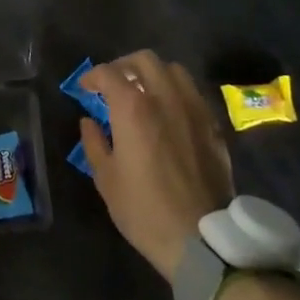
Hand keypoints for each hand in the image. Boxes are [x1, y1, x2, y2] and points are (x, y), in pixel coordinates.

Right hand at [78, 50, 233, 281]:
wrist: (201, 239)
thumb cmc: (144, 210)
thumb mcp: (106, 179)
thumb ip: (94, 142)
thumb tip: (89, 122)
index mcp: (133, 108)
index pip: (109, 73)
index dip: (92, 76)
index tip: (85, 88)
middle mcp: (166, 98)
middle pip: (145, 60)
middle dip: (124, 66)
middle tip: (113, 84)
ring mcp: (194, 110)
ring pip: (174, 71)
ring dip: (154, 74)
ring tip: (144, 93)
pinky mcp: (213, 126)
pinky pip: (193, 94)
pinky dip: (176, 93)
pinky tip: (169, 113)